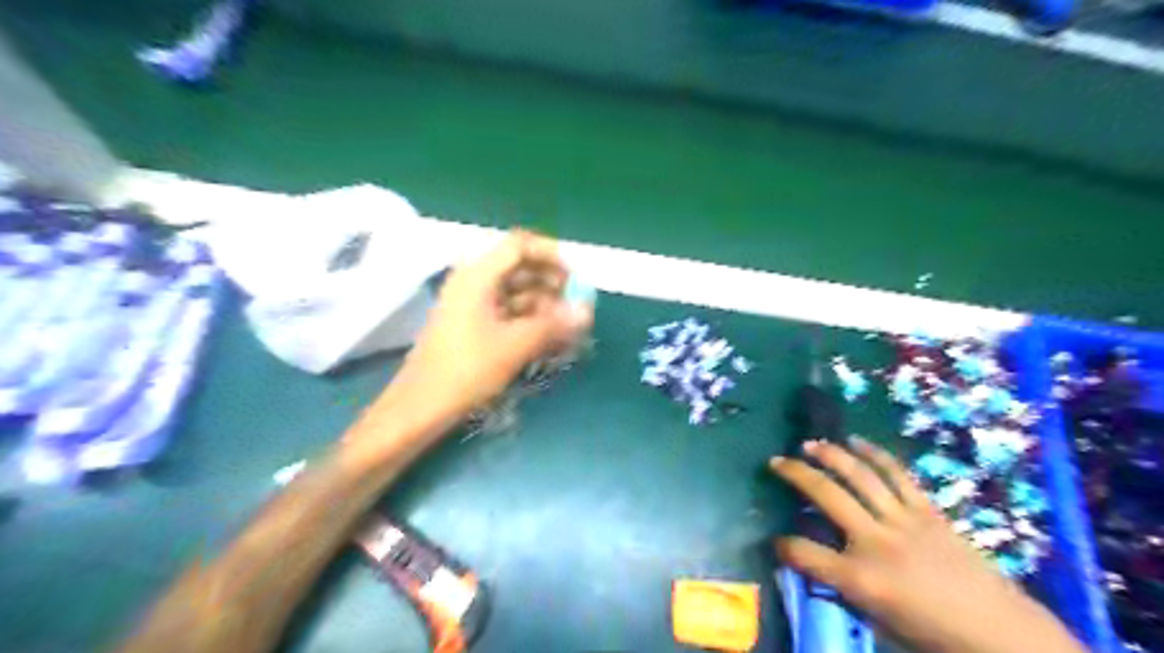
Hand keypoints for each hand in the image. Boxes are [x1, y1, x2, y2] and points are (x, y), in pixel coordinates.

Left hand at [387, 230, 593, 428]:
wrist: (420, 407)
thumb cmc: (466, 370)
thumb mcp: (515, 346)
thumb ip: (553, 324)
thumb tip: (587, 311)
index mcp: (477, 276)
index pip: (519, 245)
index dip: (550, 254)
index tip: (575, 277)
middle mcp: (473, 282)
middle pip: (518, 267)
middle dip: (550, 282)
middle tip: (575, 304)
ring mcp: (470, 304)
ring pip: (515, 291)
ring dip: (543, 304)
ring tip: (566, 326)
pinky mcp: (471, 324)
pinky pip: (506, 310)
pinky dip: (529, 319)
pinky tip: (547, 337)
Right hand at [771, 436, 1087, 652]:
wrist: (1003, 635)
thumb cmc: (934, 636)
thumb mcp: (878, 621)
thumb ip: (844, 588)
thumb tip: (821, 564)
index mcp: (860, 579)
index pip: (803, 553)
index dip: (783, 545)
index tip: (778, 541)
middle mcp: (875, 542)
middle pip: (825, 495)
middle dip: (794, 474)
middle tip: (776, 461)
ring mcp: (903, 521)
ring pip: (859, 475)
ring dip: (830, 454)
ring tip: (810, 444)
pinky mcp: (928, 511)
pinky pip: (897, 474)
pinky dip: (874, 454)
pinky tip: (856, 441)